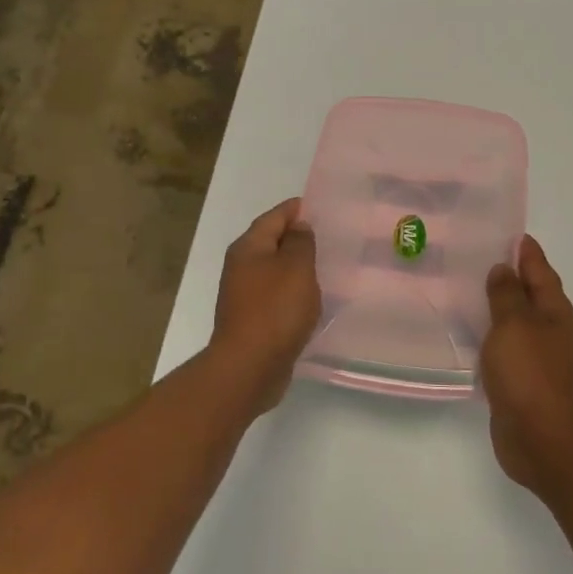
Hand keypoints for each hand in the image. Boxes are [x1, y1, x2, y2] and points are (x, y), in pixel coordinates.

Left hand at [210, 198, 320, 407]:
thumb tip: (298, 226)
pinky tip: (313, 298)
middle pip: (272, 242)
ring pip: (275, 271)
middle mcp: (241, 267)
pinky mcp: (253, 319)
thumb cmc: (275, 310)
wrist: (249, 367)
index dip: (297, 209)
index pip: (274, 217)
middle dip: (298, 238)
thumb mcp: (296, 268)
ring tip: (327, 266)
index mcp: (249, 248)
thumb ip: (300, 243)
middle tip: (330, 236)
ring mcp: (245, 295)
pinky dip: (294, 292)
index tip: (322, 207)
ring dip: (297, 267)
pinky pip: (277, 296)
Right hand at [481, 236, 572, 490]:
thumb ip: (506, 294)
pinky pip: (504, 344)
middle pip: (529, 292)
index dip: (524, 250)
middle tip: (475, 256)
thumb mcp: (514, 324)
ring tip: (465, 289)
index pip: (539, 269)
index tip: (505, 232)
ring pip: (515, 319)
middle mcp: (550, 328)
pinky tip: (468, 332)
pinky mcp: (521, 378)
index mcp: (554, 310)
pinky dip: (490, 332)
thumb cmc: (528, 373)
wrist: (539, 437)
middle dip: (508, 274)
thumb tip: (503, 269)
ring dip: (496, 304)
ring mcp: (537, 355)